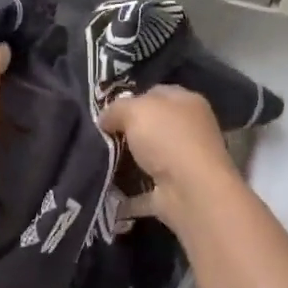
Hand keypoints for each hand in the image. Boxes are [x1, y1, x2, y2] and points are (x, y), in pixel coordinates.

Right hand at [98, 86, 238, 229]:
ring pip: (148, 159)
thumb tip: (104, 119)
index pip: (156, 93)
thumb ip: (116, 109)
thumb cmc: (167, 140)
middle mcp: (190, 131)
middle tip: (98, 137)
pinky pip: (144, 192)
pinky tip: (105, 191)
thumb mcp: (135, 110)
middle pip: (152, 127)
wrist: (192, 192)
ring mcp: (183, 164)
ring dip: (126, 163)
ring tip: (95, 162)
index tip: (106, 111)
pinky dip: (127, 195)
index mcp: (187, 103)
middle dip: (126, 132)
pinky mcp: (175, 193)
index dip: (130, 99)